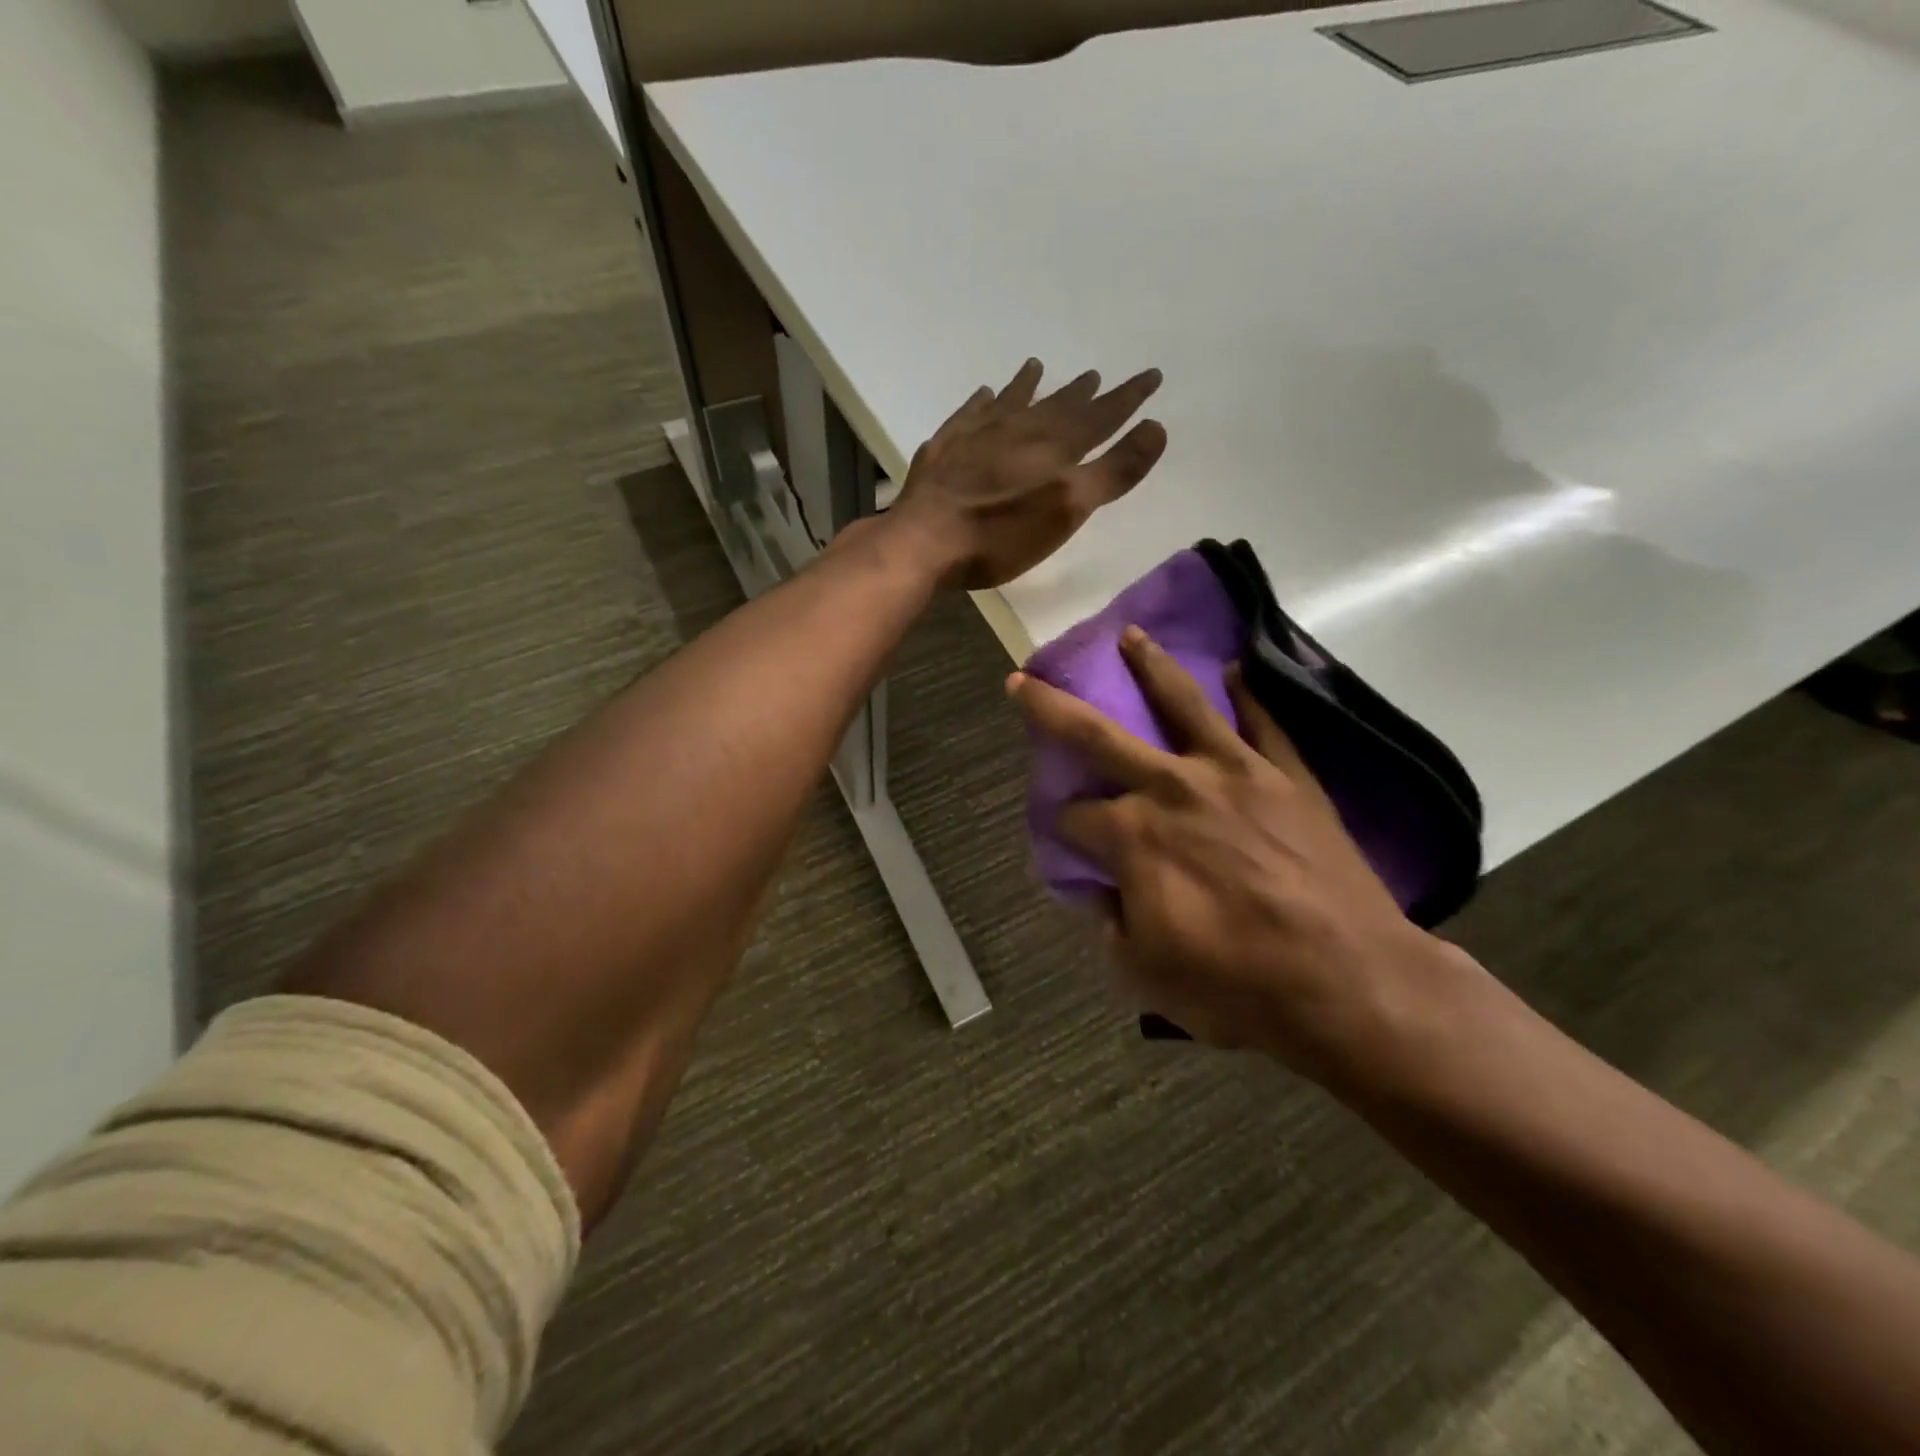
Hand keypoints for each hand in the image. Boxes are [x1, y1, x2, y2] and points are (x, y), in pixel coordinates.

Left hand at [892, 359, 1167, 590]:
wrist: (925, 540)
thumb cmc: (1002, 534)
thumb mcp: (1069, 508)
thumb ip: (1114, 471)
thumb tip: (1155, 427)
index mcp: (1054, 447)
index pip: (1101, 416)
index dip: (1127, 398)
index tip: (1150, 375)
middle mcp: (1019, 430)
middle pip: (1057, 406)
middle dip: (1081, 392)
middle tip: (1095, 375)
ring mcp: (977, 435)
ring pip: (1012, 402)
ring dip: (1029, 386)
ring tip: (1038, 366)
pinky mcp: (945, 448)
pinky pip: (969, 414)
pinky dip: (981, 403)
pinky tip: (982, 395)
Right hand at [1012, 627, 1467, 1081]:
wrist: (1352, 984)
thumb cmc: (1238, 986)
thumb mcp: (1146, 973)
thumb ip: (1110, 924)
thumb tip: (1099, 894)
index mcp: (1132, 835)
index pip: (1074, 818)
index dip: (1062, 829)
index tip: (1068, 843)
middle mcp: (1171, 787)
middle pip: (1097, 735)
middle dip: (1050, 707)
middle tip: (1023, 680)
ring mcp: (1233, 773)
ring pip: (1181, 703)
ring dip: (1149, 665)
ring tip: (1130, 635)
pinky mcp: (1286, 776)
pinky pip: (1264, 722)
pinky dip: (1249, 694)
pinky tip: (1235, 669)